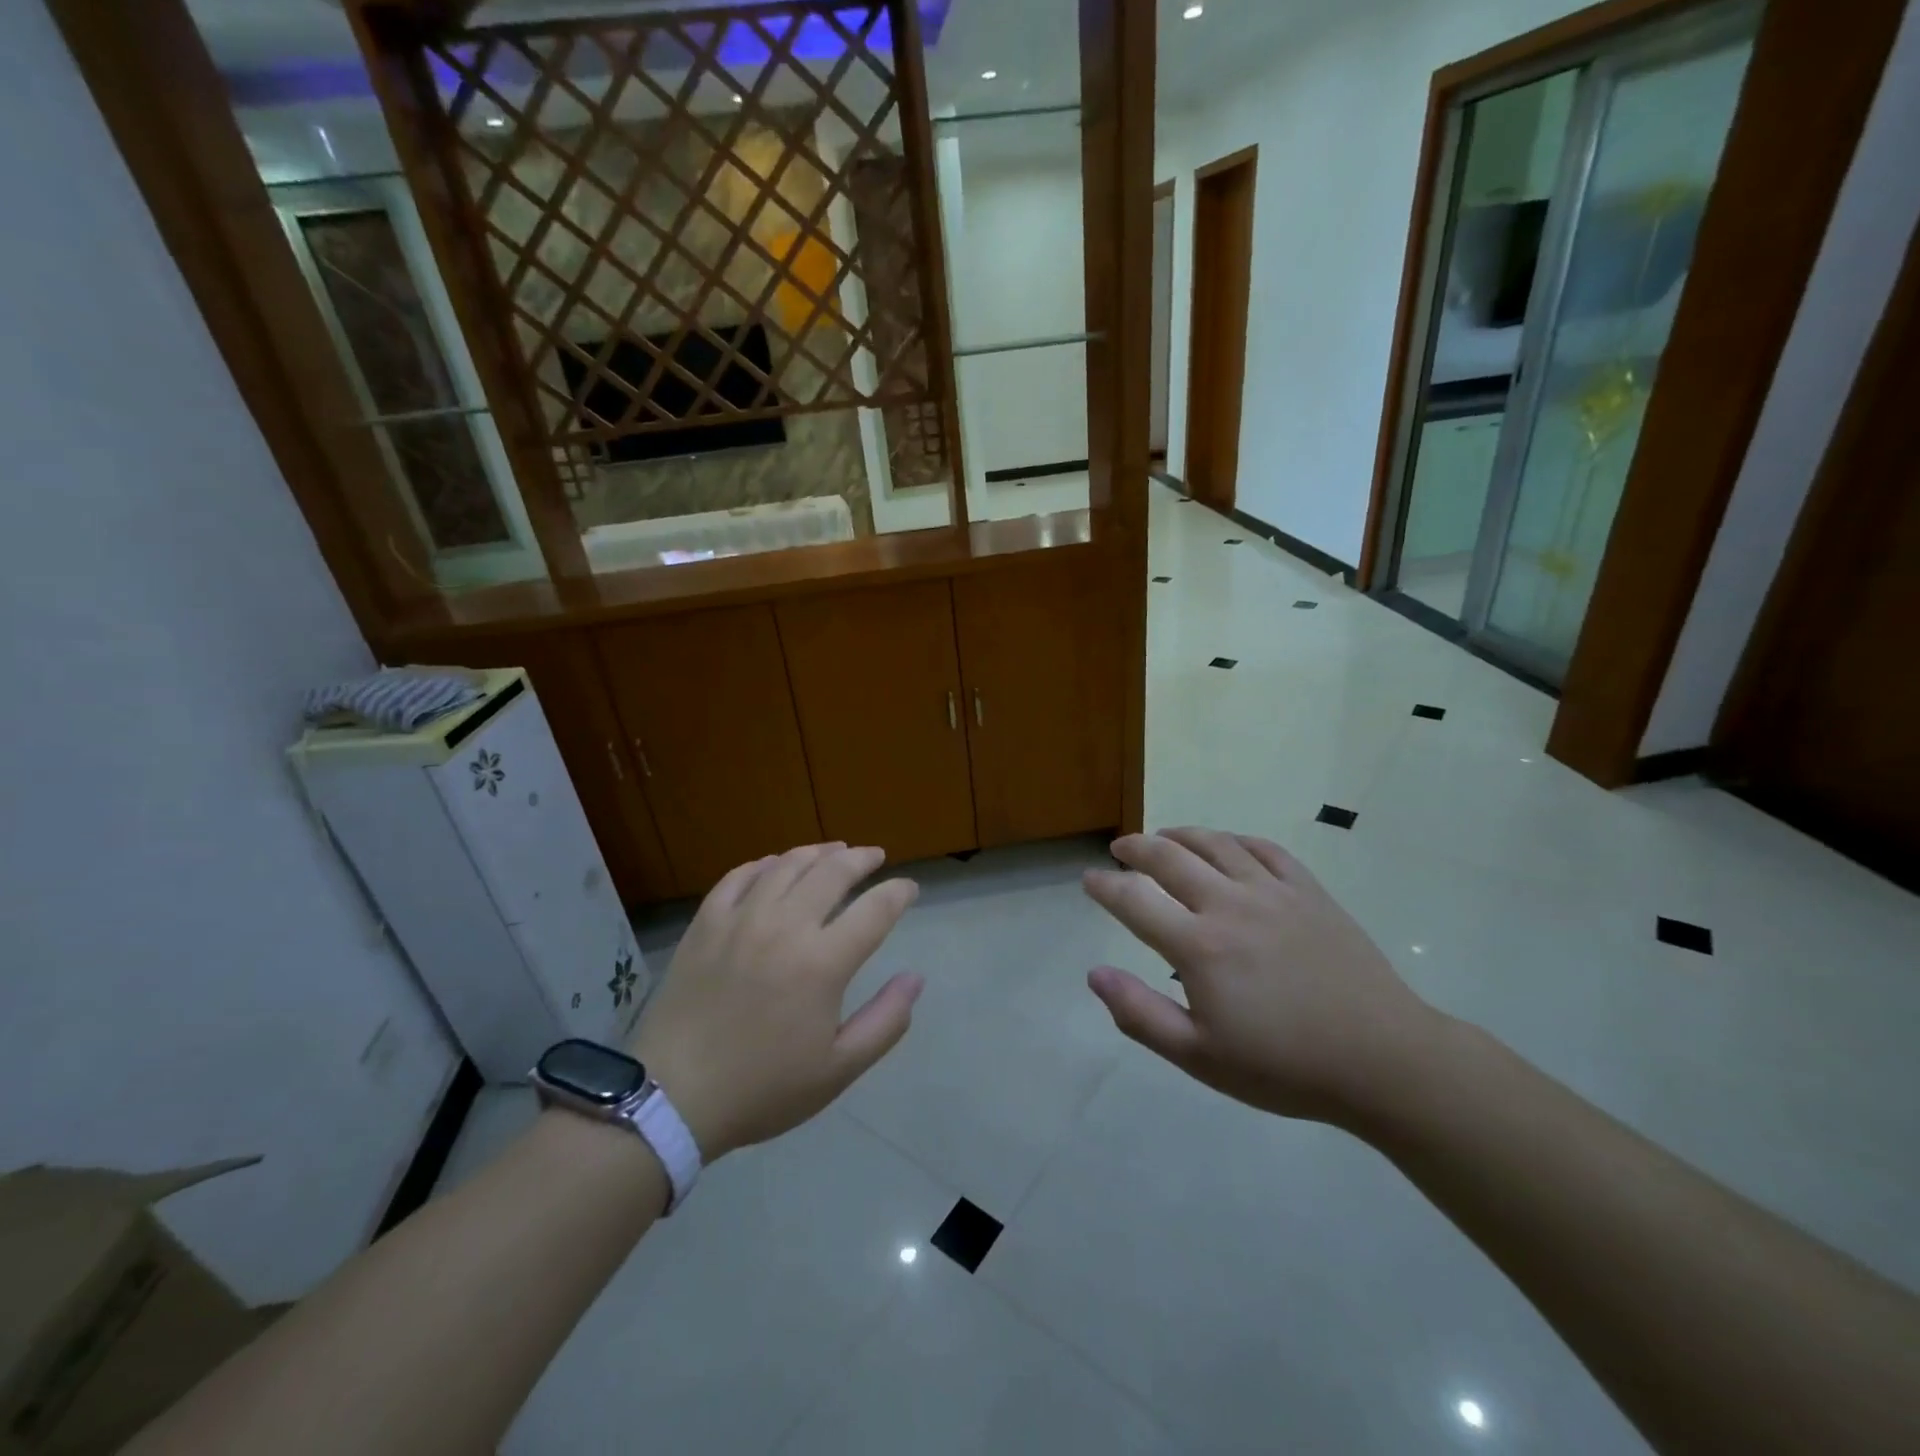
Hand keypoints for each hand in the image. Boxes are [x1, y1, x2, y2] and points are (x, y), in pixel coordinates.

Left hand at [631, 844, 922, 1159]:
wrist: (672, 1097)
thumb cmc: (762, 1088)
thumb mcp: (838, 1070)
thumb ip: (885, 1021)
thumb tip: (915, 978)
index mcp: (822, 962)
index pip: (875, 910)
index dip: (898, 893)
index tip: (910, 888)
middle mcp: (785, 926)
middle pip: (833, 872)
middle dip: (861, 859)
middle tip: (875, 856)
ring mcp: (741, 919)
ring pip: (787, 865)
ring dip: (818, 852)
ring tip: (834, 851)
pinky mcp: (706, 923)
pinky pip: (739, 876)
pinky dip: (765, 864)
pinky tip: (775, 865)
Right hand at [1083, 828, 1439, 1125]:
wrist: (1383, 1061)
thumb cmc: (1284, 1067)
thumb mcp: (1200, 1057)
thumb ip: (1140, 1014)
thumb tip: (1094, 974)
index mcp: (1199, 946)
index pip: (1134, 900)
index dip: (1104, 886)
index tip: (1089, 881)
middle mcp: (1230, 904)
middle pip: (1169, 858)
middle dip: (1135, 847)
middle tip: (1119, 849)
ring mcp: (1273, 892)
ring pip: (1215, 843)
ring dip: (1181, 835)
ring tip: (1164, 837)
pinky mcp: (1309, 892)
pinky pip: (1265, 849)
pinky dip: (1236, 840)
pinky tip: (1228, 845)